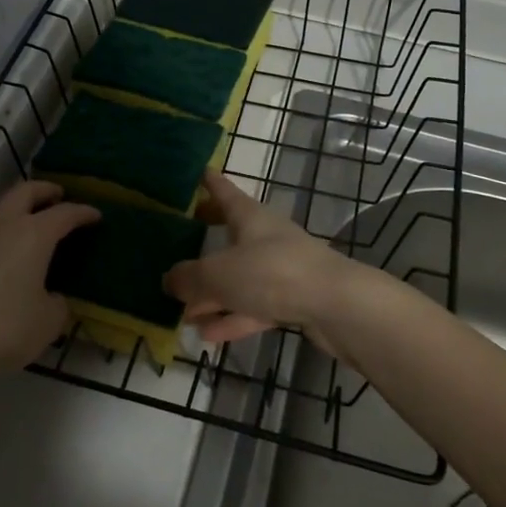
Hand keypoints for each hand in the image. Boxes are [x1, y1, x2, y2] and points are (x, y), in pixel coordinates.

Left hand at [0, 181, 98, 385]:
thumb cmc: (3, 329)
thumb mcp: (47, 323)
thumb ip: (56, 306)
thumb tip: (52, 298)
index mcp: (34, 234)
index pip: (65, 214)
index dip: (82, 213)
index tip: (95, 215)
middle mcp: (1, 223)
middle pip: (25, 191)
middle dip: (45, 190)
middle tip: (57, 195)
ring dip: (1, 198)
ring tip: (8, 209)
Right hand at [163, 171, 364, 355]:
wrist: (337, 306)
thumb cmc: (273, 273)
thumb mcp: (220, 273)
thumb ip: (190, 278)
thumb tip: (168, 280)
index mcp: (250, 217)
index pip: (225, 191)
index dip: (210, 182)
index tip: (198, 171)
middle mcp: (266, 238)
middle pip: (231, 234)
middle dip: (208, 239)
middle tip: (183, 238)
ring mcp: (282, 270)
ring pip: (240, 278)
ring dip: (214, 294)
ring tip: (184, 312)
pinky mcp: (293, 300)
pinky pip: (254, 306)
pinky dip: (232, 317)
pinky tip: (208, 335)